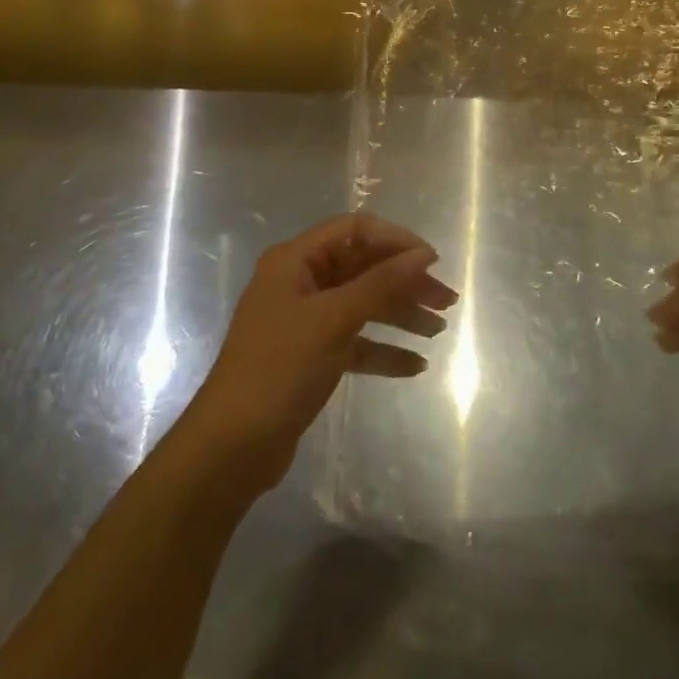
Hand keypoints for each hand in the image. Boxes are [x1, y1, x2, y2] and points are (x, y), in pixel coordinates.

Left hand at [185, 213, 456, 492]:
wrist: (231, 447)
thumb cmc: (279, 368)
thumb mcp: (333, 320)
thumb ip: (380, 284)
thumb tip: (423, 255)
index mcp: (294, 260)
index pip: (354, 231)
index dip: (395, 240)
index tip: (432, 261)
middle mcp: (299, 282)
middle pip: (362, 268)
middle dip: (404, 282)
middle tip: (447, 301)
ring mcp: (305, 321)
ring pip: (362, 305)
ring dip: (400, 315)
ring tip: (438, 330)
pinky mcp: (311, 356)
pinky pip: (355, 342)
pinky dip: (383, 350)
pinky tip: (415, 366)